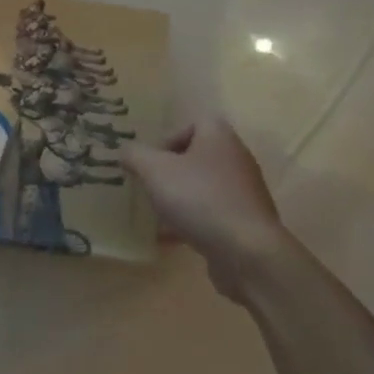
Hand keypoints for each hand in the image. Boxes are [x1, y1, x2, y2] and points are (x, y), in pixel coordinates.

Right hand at [121, 120, 287, 300]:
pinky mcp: (246, 221)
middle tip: (150, 184)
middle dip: (170, 170)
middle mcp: (236, 158)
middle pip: (197, 155)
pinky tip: (171, 238)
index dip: (168, 136)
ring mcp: (244, 191)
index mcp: (219, 137)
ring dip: (179, 197)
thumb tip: (126, 150)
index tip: (151, 159)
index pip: (193, 122)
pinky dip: (192, 221)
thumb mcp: (154, 170)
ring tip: (157, 213)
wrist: (247, 252)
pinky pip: (212, 213)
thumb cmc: (199, 198)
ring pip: (203, 186)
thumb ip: (134, 154)